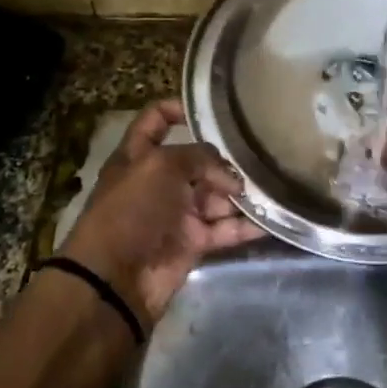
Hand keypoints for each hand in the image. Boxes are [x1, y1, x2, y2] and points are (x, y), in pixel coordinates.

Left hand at [59, 100, 263, 326]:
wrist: (115, 280)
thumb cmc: (131, 211)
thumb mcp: (160, 167)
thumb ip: (199, 157)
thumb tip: (230, 176)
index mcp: (140, 155)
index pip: (156, 119)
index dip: (180, 108)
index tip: (215, 109)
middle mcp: (159, 181)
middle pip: (198, 161)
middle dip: (226, 161)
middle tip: (256, 160)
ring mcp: (177, 213)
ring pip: (217, 195)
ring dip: (241, 193)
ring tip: (271, 188)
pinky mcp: (193, 242)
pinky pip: (225, 228)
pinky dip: (246, 225)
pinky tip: (271, 218)